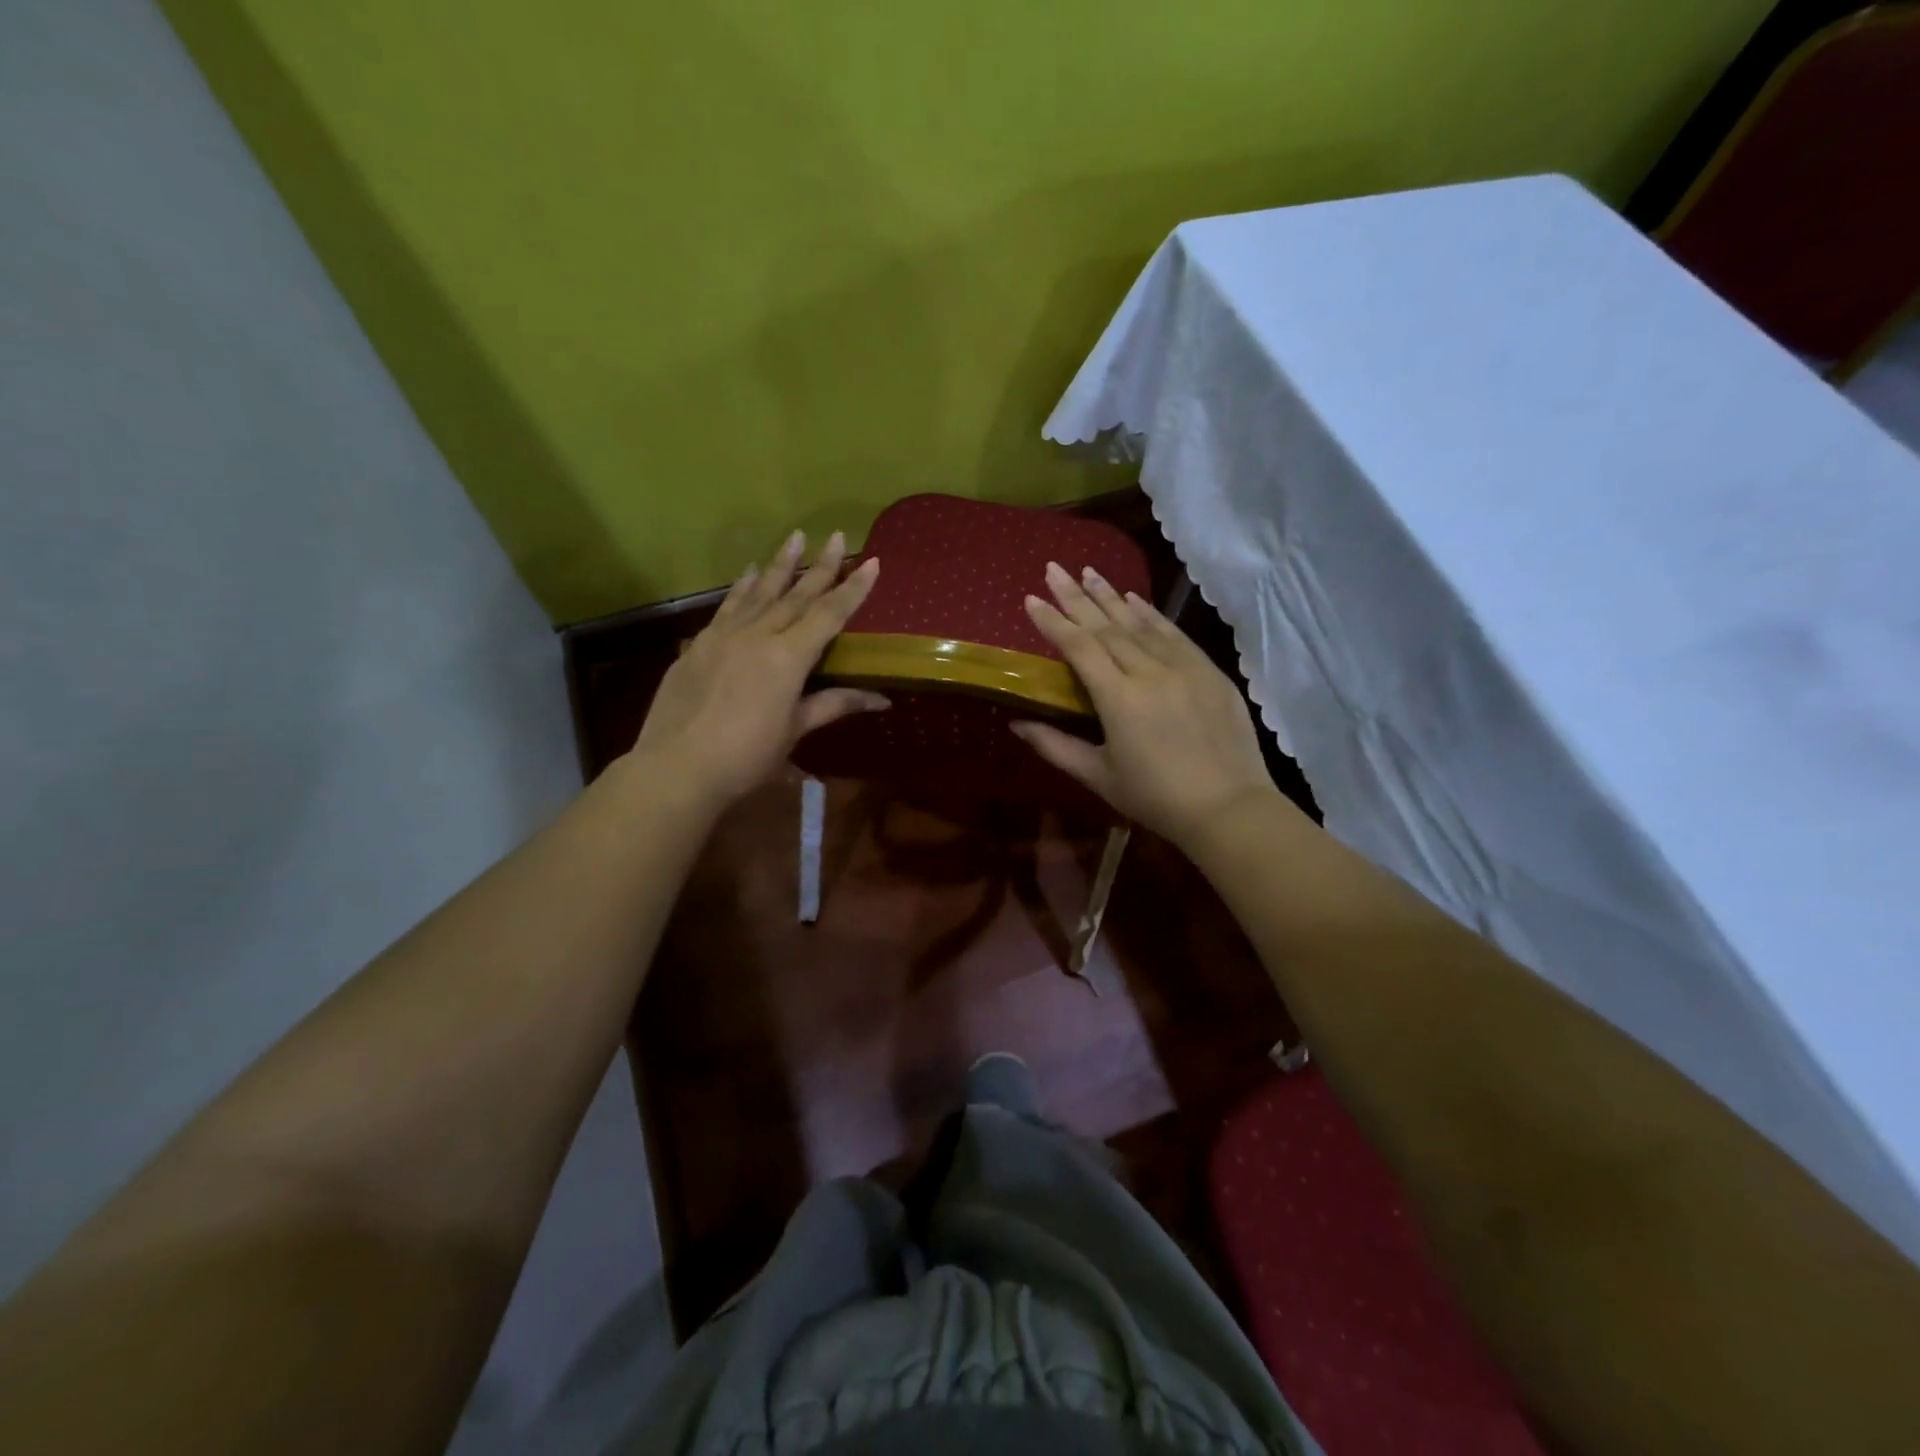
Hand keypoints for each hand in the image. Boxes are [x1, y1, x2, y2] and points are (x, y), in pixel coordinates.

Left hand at [628, 530, 885, 810]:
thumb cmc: (746, 756)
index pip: (829, 615)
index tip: (871, 562)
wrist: (677, 767)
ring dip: (780, 565)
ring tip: (795, 537)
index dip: (853, 589)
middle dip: (820, 566)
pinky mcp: (699, 645)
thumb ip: (834, 705)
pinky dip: (741, 587)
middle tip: (835, 536)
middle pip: (796, 595)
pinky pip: (727, 607)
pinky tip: (748, 573)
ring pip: (759, 592)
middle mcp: (758, 636)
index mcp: (788, 657)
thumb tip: (882, 699)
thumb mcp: (795, 730)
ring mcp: (724, 636)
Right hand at [1012, 563, 1277, 849]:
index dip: (1053, 621)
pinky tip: (1133, 597)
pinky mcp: (1209, 670)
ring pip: (1139, 623)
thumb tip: (1016, 723)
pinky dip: (1150, 613)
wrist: (1229, 808)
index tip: (1031, 598)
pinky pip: (1173, 633)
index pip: (1079, 647)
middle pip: (1106, 626)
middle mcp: (1149, 672)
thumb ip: (1055, 746)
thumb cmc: (1155, 798)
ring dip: (1110, 596)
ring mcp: (1183, 667)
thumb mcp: (1098, 776)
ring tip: (1087, 572)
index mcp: (1119, 699)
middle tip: (1054, 568)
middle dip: (1076, 596)